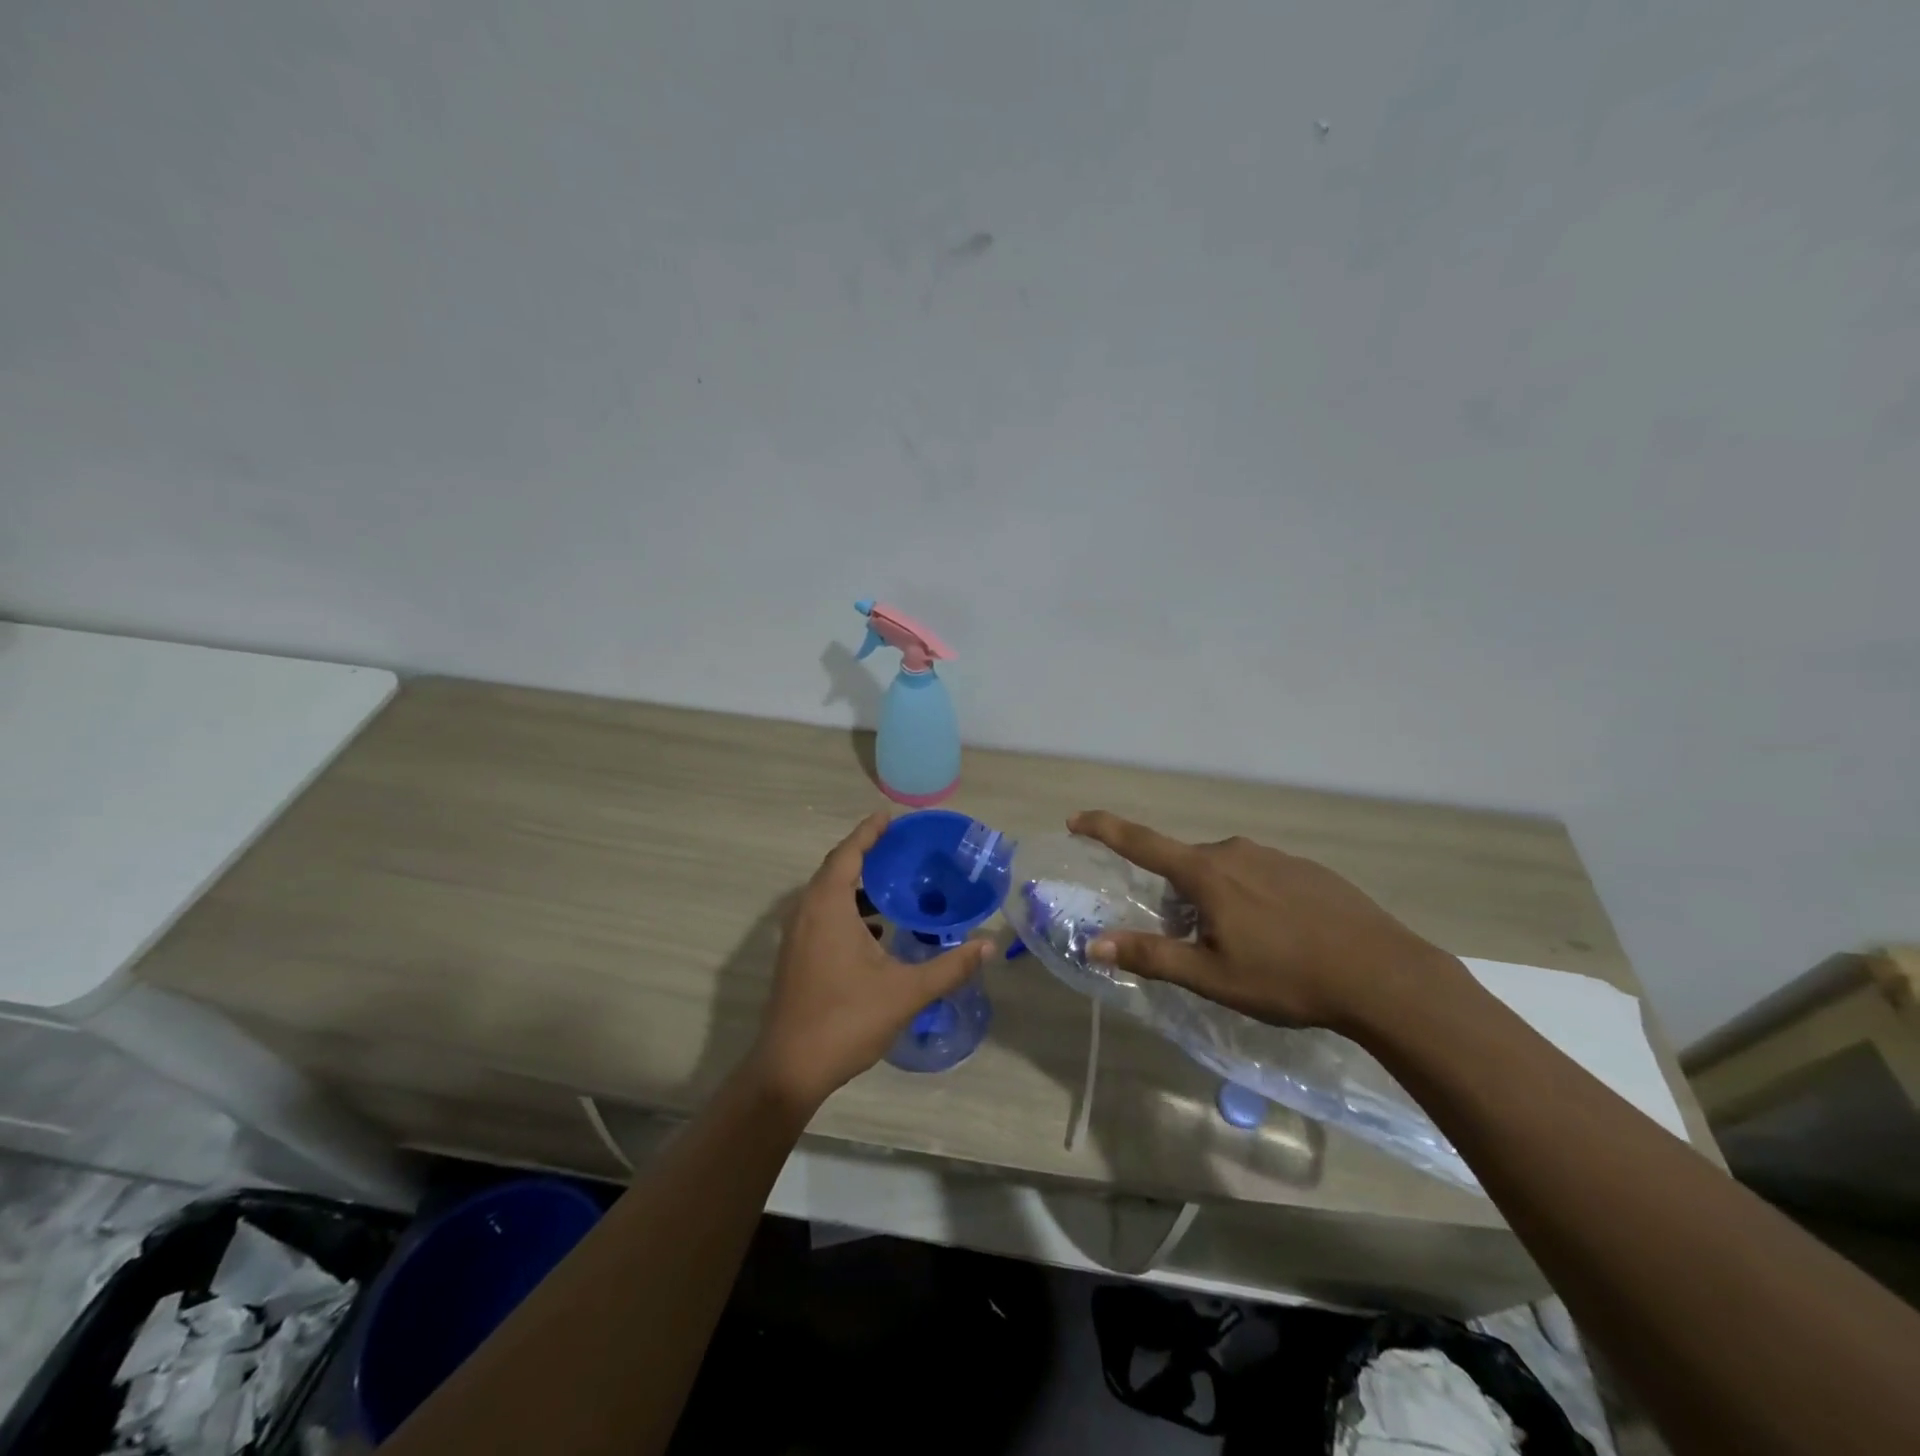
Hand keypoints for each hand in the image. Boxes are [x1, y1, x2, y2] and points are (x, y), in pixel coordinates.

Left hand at [748, 812, 989, 1112]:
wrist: (790, 1069)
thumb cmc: (847, 1020)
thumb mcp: (906, 992)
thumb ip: (949, 966)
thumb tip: (988, 945)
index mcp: (828, 908)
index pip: (848, 854)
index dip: (868, 832)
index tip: (890, 817)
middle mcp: (806, 913)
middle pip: (835, 869)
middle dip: (866, 854)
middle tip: (900, 848)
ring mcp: (796, 936)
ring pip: (827, 895)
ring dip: (857, 885)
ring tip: (894, 886)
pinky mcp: (796, 957)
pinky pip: (822, 915)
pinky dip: (848, 909)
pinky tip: (876, 930)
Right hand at [1067, 810, 1463, 1033]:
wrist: (1383, 975)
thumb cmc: (1286, 977)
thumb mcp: (1211, 976)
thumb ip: (1151, 956)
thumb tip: (1095, 944)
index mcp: (1206, 873)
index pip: (1141, 842)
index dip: (1104, 829)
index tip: (1076, 819)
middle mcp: (1235, 852)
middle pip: (1186, 868)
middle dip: (1177, 898)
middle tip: (1194, 944)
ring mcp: (1275, 856)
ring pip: (1225, 873)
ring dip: (1217, 900)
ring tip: (1243, 948)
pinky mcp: (1307, 869)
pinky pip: (1260, 876)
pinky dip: (1253, 900)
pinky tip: (1281, 937)